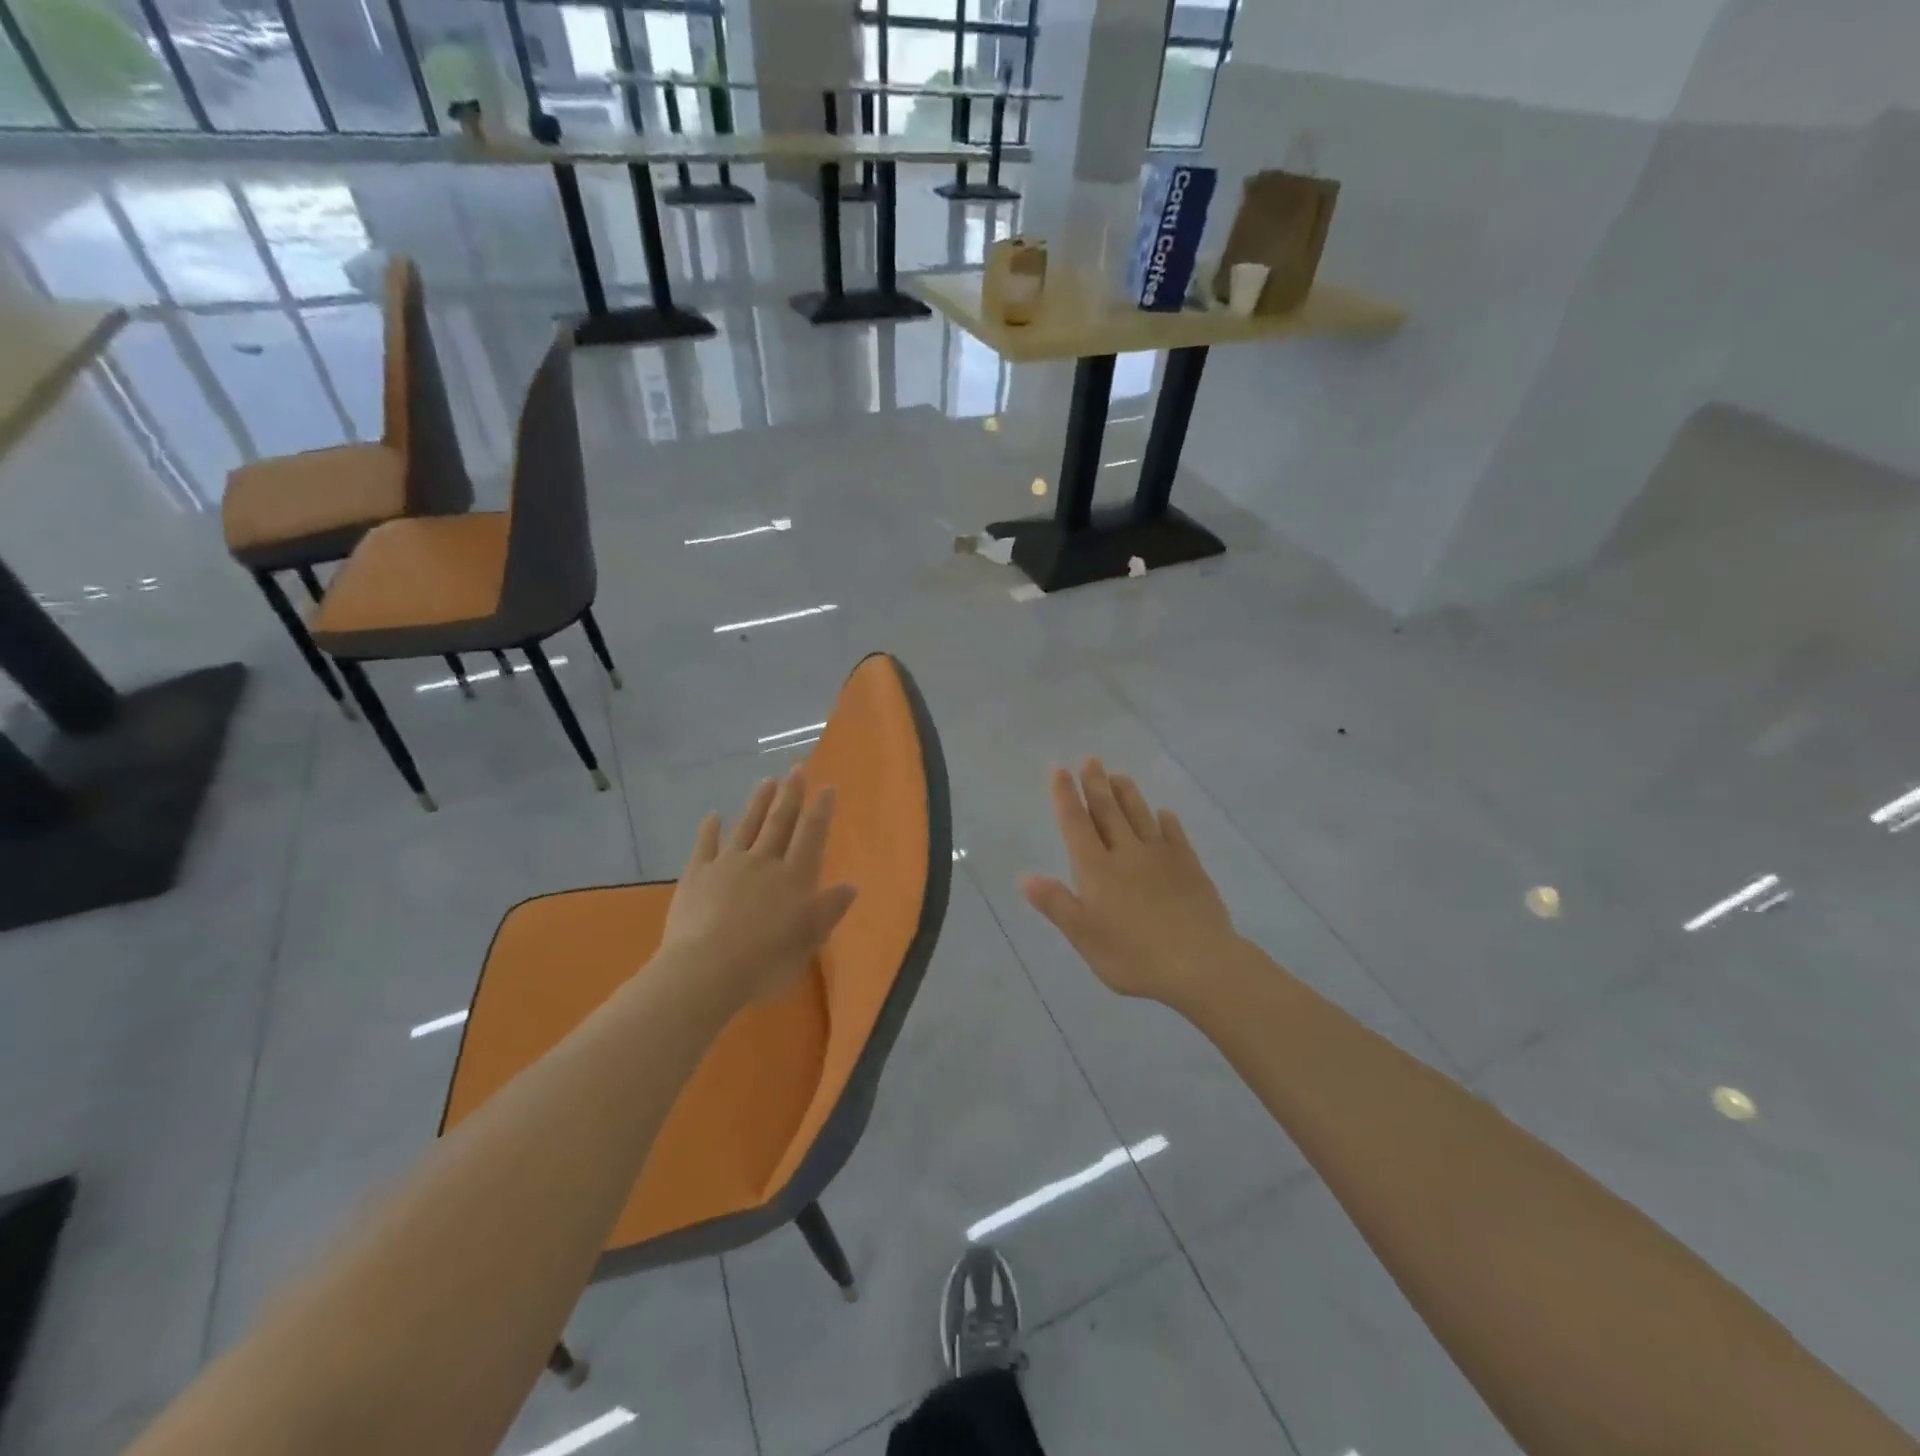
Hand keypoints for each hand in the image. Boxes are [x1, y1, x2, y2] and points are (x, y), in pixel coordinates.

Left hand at [659, 770, 857, 1008]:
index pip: (811, 834)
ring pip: (746, 825)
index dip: (820, 810)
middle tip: (796, 769)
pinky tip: (712, 816)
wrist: (707, 969)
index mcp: (794, 877)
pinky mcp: (697, 875)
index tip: (826, 787)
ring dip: (758, 802)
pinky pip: (705, 845)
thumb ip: (830, 909)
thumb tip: (851, 885)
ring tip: (766, 781)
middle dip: (790, 794)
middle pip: (779, 822)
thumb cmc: (766, 960)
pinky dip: (709, 829)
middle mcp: (764, 861)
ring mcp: (727, 864)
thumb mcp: (809, 939)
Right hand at [1022, 759, 1241, 1010]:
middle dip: (1096, 785)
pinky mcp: (1190, 867)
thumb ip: (1056, 904)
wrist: (1201, 964)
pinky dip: (1166, 821)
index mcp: (1097, 870)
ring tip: (1119, 776)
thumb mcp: (1085, 937)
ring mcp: (1161, 858)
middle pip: (1108, 812)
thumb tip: (1025, 876)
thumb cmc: (1134, 957)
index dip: (1066, 797)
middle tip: (1091, 760)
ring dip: (1128, 794)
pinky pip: (1175, 835)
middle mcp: (1127, 854)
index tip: (1060, 770)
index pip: (1077, 825)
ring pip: (1140, 816)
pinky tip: (1164, 813)